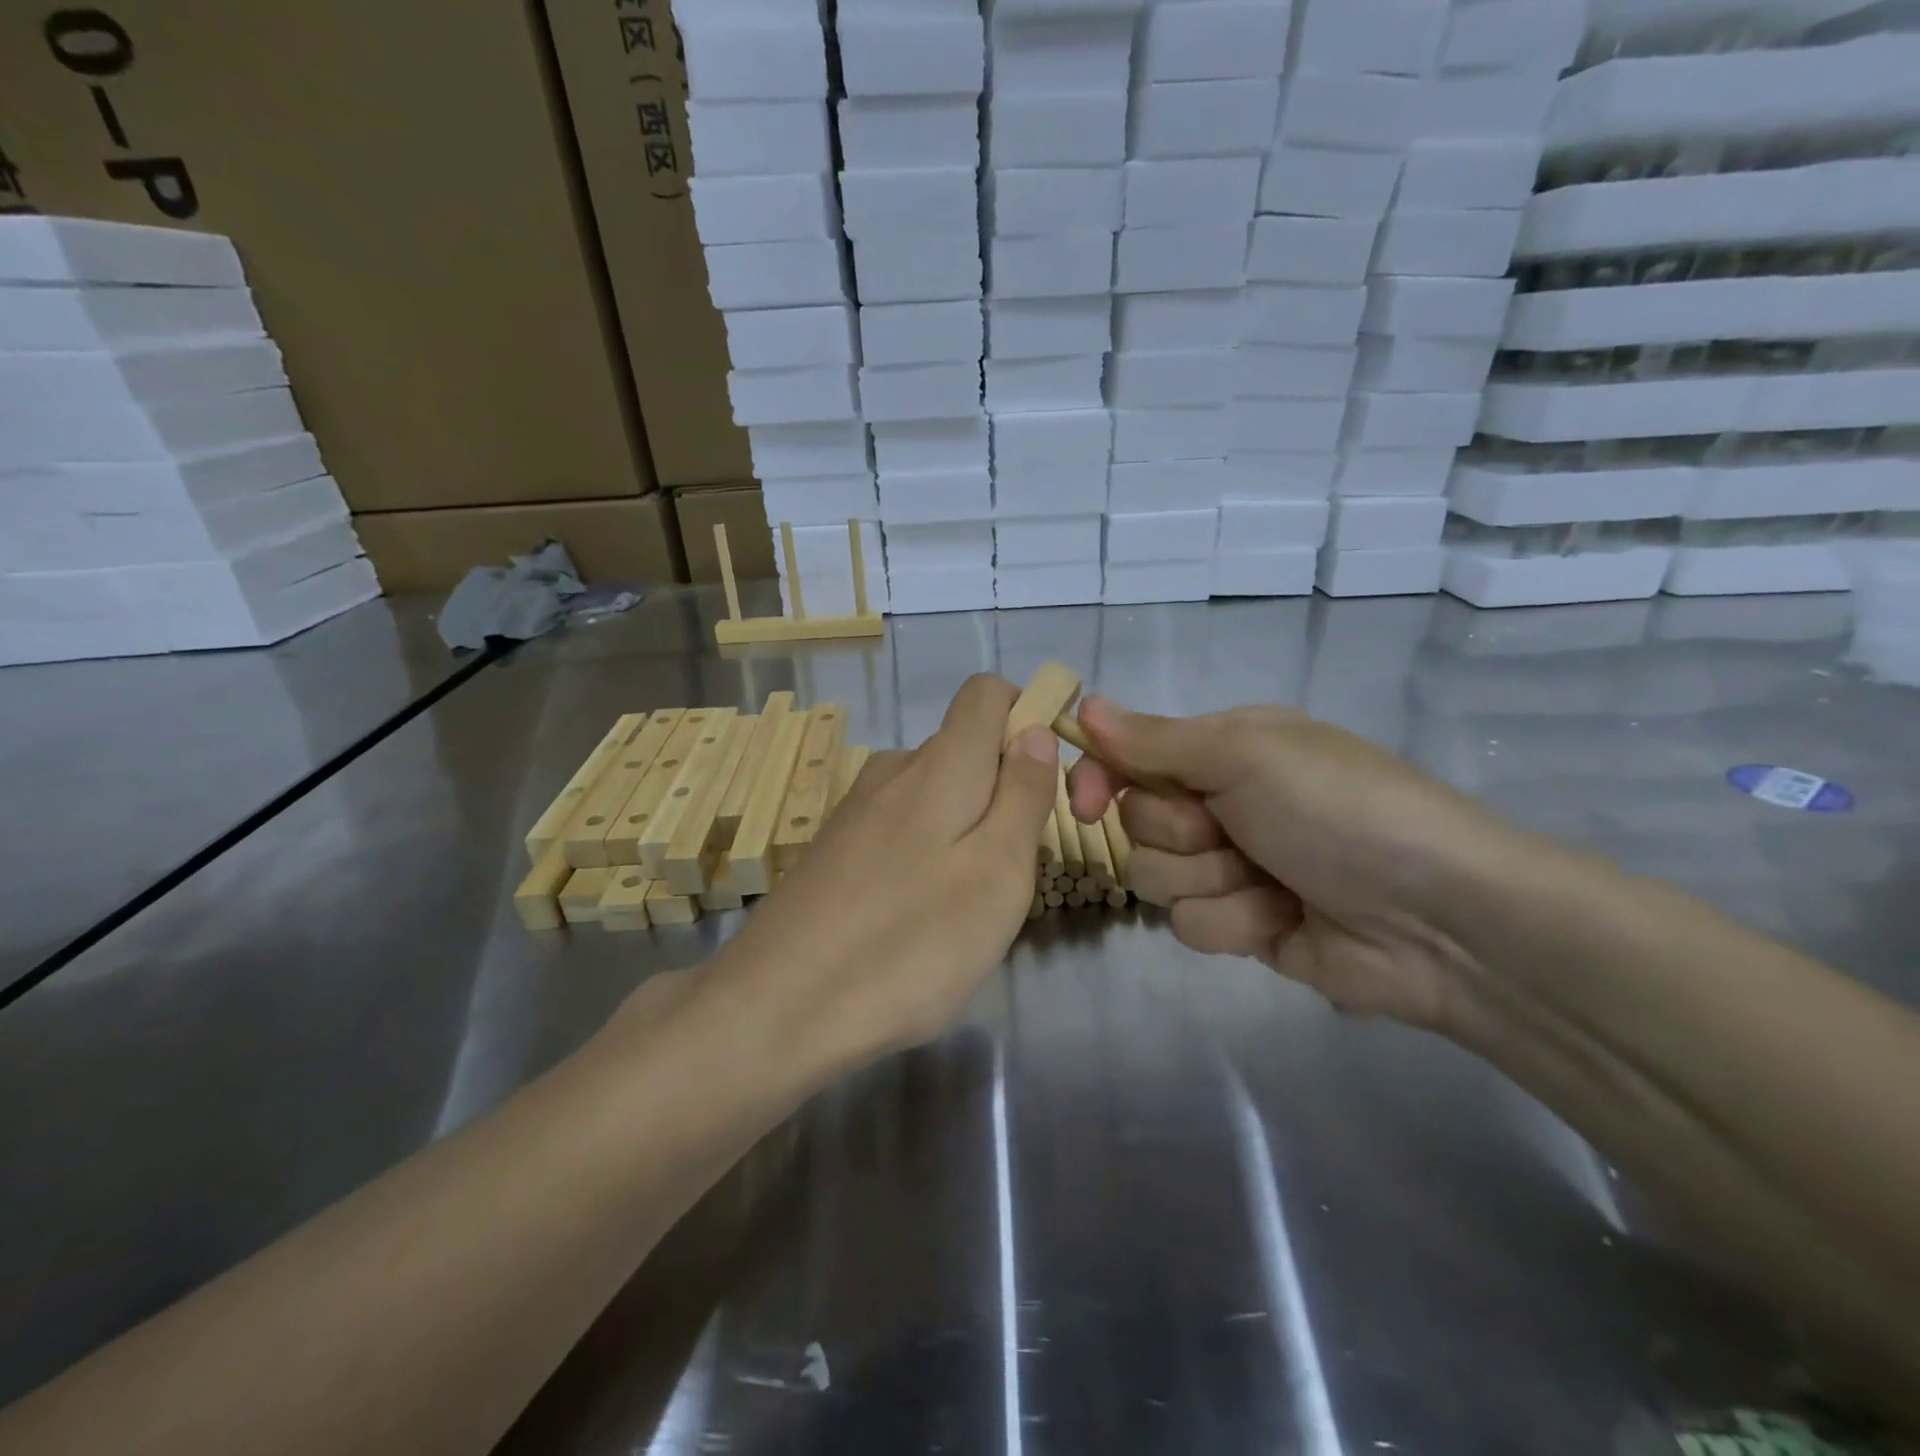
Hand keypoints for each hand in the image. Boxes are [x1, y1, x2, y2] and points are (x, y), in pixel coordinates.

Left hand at [704, 675, 1057, 1071]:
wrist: (776, 1008)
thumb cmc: (910, 943)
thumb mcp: (997, 873)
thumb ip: (1023, 795)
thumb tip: (1034, 729)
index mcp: (940, 764)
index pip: (987, 692)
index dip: (1026, 717)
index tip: (1044, 783)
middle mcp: (893, 769)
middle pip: (966, 750)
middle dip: (1002, 794)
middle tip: (1009, 874)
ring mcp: (857, 809)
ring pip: (935, 795)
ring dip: (965, 832)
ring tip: (963, 907)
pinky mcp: (834, 848)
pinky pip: (901, 829)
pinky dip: (925, 857)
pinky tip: (913, 920)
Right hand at [1066, 697, 1534, 1030]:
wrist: (1436, 919)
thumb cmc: (1338, 810)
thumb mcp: (1246, 754)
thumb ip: (1155, 739)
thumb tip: (1083, 707)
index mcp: (1222, 748)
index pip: (1127, 756)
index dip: (1097, 778)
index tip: (1082, 805)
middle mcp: (1219, 802)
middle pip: (1136, 821)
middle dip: (1181, 833)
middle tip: (1236, 831)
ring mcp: (1229, 866)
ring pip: (1156, 877)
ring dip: (1212, 880)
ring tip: (1272, 881)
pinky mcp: (1240, 924)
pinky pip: (1191, 925)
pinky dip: (1235, 921)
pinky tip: (1282, 918)